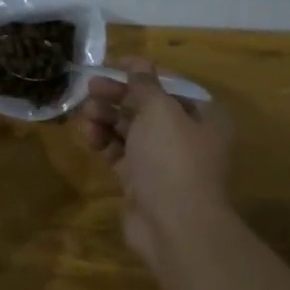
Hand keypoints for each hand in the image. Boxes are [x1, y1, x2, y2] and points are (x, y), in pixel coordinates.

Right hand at [76, 57, 236, 267]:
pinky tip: (88, 136)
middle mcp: (187, 137)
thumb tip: (139, 64)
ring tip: (85, 113)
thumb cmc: (172, 158)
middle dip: (119, 96)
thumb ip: (145, 85)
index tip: (114, 64)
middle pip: (148, 107)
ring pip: (131, 131)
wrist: (174, 224)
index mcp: (204, 116)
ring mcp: (163, 162)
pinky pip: (120, 154)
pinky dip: (104, 143)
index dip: (142, 72)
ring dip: (107, 118)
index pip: (171, 85)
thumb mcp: (160, 110)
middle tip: (90, 88)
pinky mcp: (142, 182)